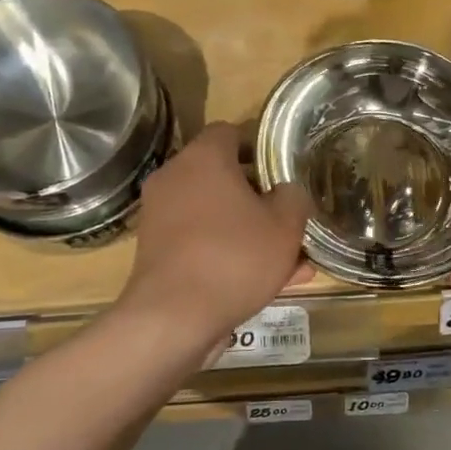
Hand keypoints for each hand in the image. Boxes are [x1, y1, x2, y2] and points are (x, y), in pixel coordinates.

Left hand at [120, 123, 311, 349]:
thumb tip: (287, 191)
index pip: (231, 132)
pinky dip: (228, 254)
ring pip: (216, 215)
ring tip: (289, 261)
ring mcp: (160, 216)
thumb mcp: (285, 225)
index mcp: (204, 158)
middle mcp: (175, 178)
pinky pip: (202, 242)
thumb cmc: (234, 257)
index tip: (283, 171)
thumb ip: (294, 198)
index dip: (260, 148)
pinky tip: (266, 283)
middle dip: (258, 198)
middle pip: (223, 176)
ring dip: (248, 231)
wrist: (173, 317)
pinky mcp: (157, 251)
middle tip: (289, 219)